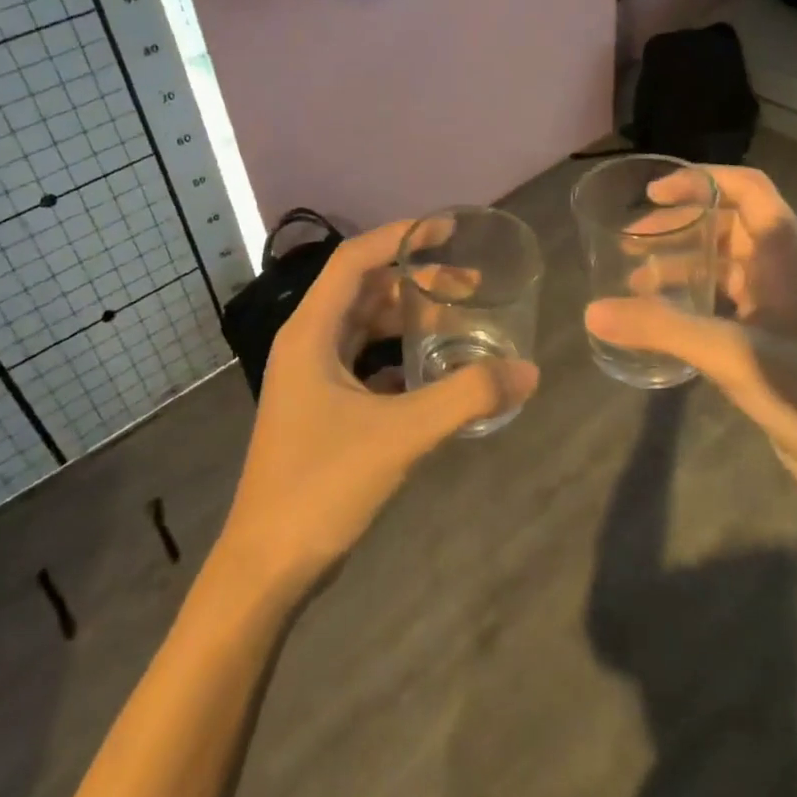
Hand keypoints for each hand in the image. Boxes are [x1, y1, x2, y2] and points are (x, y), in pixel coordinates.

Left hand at [219, 221, 539, 589]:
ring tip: (461, 325)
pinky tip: (436, 373)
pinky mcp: (322, 409)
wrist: (267, 566)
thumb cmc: (322, 485)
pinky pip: (367, 363)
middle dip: (418, 282)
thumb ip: (466, 397)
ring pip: (366, 328)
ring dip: (410, 320)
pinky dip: (401, 357)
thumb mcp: (401, 435)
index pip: (356, 258)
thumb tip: (528, 371)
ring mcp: (312, 378)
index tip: (449, 230)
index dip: (401, 236)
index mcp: (311, 332)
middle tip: (472, 286)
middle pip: (366, 290)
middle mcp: (307, 344)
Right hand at [586, 166, 796, 519]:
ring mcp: (782, 301)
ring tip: (635, 282)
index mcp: (787, 251)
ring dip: (681, 264)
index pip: (745, 188)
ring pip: (725, 263)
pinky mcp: (774, 335)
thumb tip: (592, 311)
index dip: (698, 181)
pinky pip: (726, 298)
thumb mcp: (731, 353)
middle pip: (728, 223)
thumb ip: (662, 328)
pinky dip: (693, 297)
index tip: (651, 194)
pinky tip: (663, 319)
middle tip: (630, 242)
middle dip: (678, 227)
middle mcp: (786, 266)